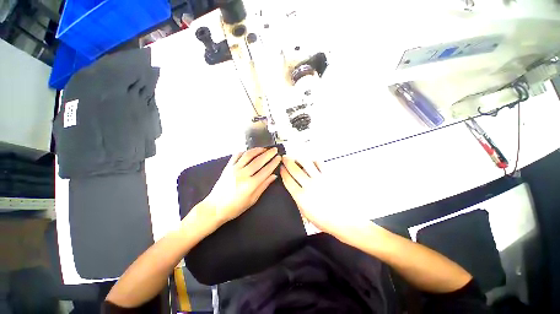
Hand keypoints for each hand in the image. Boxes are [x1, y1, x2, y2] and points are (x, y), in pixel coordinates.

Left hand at [203, 147, 280, 224]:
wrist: (214, 208)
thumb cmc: (235, 207)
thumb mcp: (252, 200)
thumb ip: (263, 186)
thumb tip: (273, 176)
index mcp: (251, 184)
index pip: (266, 170)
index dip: (274, 163)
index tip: (279, 157)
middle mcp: (243, 174)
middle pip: (259, 160)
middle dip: (268, 154)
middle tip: (274, 150)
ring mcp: (234, 169)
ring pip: (248, 155)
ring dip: (258, 150)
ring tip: (264, 148)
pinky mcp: (227, 167)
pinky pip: (237, 155)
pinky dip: (244, 152)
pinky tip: (249, 152)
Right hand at [280, 156, 368, 235]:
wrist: (346, 220)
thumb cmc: (327, 221)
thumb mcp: (306, 214)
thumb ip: (299, 201)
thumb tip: (295, 191)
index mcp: (301, 197)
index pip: (288, 180)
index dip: (283, 172)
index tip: (281, 168)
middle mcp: (309, 185)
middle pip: (294, 169)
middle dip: (287, 161)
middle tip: (285, 157)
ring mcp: (320, 179)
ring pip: (306, 163)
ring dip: (299, 158)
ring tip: (296, 157)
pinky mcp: (329, 176)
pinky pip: (320, 164)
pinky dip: (314, 161)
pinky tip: (312, 161)